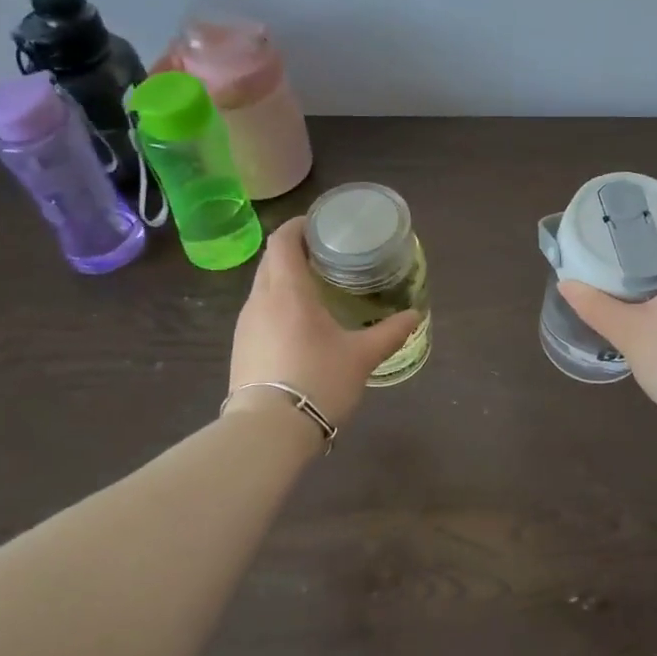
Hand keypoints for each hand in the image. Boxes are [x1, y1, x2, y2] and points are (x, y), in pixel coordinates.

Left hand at [229, 219, 420, 427]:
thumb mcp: (361, 356)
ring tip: (315, 287)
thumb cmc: (318, 381)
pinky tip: (298, 323)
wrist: (267, 431)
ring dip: (284, 278)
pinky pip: (259, 311)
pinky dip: (277, 303)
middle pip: (271, 260)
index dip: (298, 226)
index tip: (319, 224)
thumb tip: (415, 315)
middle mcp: (260, 300)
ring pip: (263, 286)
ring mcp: (246, 325)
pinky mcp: (241, 347)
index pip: (282, 241)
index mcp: (288, 291)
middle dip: (294, 250)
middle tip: (326, 254)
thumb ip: (389, 332)